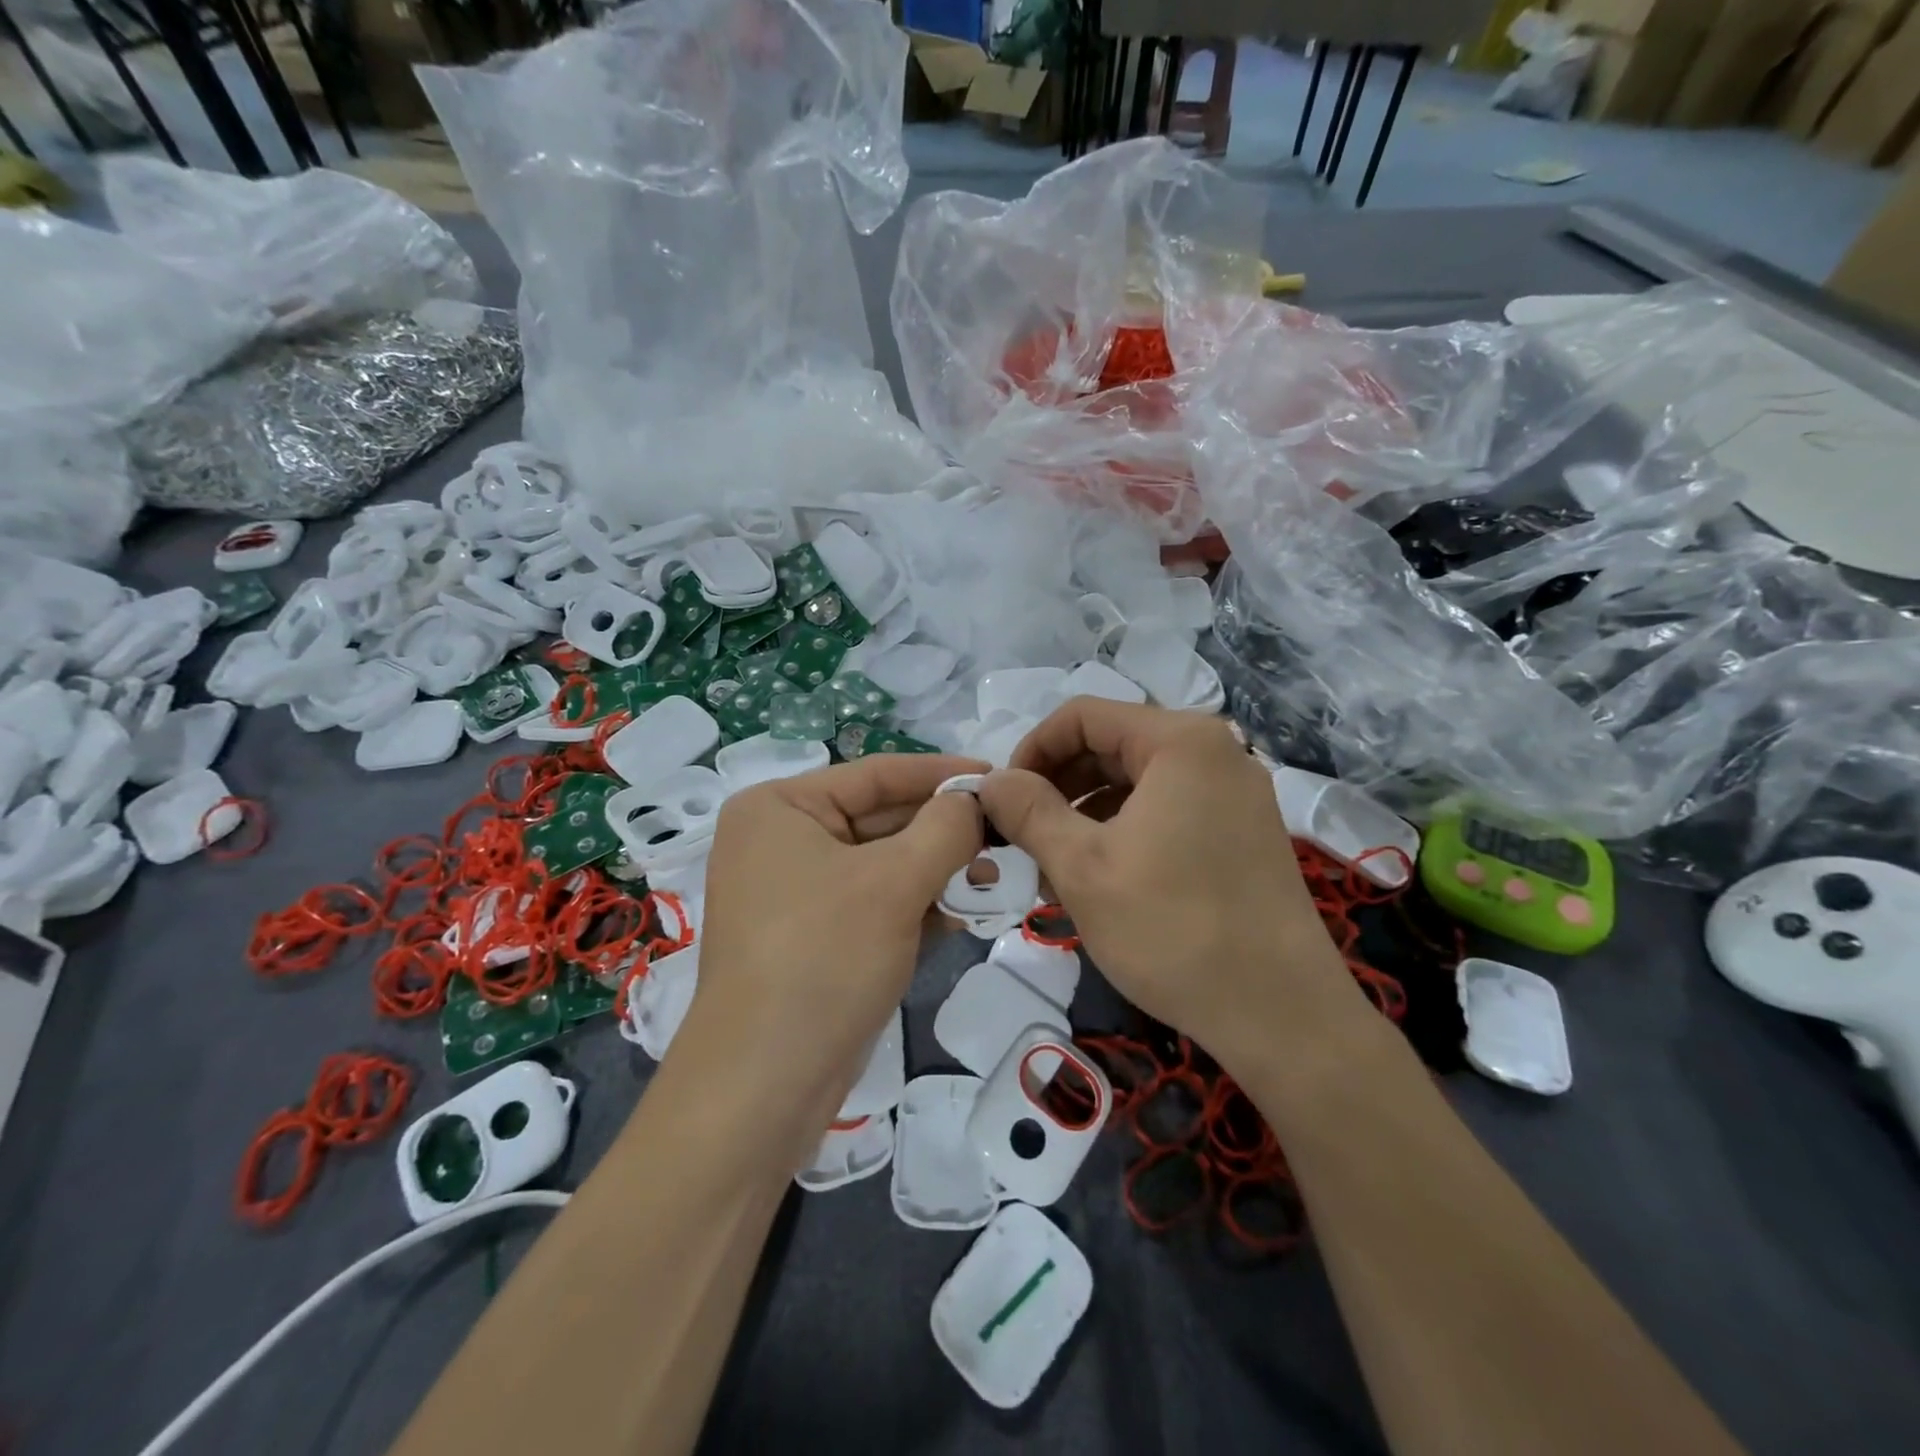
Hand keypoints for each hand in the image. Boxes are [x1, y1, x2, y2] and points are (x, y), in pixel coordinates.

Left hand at [688, 753, 984, 1131]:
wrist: (765, 1085)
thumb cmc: (824, 958)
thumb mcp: (894, 883)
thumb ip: (945, 829)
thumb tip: (975, 800)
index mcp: (780, 808)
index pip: (876, 774)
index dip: (942, 773)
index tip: (1000, 776)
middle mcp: (781, 840)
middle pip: (881, 818)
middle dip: (944, 831)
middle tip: (1007, 834)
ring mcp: (795, 891)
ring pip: (883, 864)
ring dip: (937, 871)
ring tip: (993, 880)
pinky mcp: (814, 936)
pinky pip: (874, 903)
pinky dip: (916, 905)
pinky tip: (962, 915)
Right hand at [979, 699, 1368, 1074]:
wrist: (1282, 1016)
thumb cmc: (1172, 929)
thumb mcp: (1082, 867)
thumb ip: (1028, 811)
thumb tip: (991, 780)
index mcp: (1180, 742)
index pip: (1082, 716)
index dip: (1031, 751)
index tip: (1003, 801)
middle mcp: (1215, 752)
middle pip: (1111, 746)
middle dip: (1057, 788)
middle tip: (1020, 838)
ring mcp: (1234, 794)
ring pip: (1136, 784)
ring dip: (1084, 816)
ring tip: (1050, 871)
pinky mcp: (1242, 833)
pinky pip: (1166, 812)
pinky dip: (1122, 834)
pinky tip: (1095, 883)